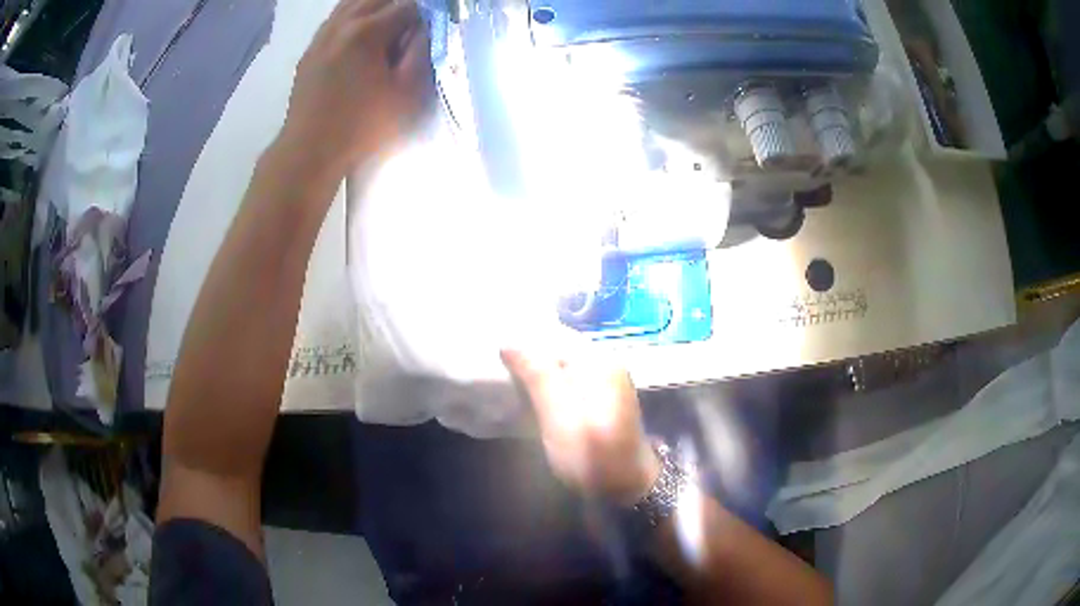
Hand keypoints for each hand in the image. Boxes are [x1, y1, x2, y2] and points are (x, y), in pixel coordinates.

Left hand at [281, 0, 431, 177]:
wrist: (310, 149)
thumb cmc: (362, 126)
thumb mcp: (406, 93)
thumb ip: (422, 51)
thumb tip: (428, 27)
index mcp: (367, 31)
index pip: (408, 6)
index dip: (428, 13)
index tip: (436, 25)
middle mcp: (342, 24)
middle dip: (402, 5)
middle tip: (415, 24)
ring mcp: (322, 35)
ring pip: (354, 2)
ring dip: (378, 6)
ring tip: (392, 24)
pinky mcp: (311, 49)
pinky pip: (336, 17)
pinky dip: (356, 15)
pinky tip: (363, 30)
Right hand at [501, 348, 659, 505]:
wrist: (626, 488)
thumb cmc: (592, 455)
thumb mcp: (560, 417)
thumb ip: (538, 376)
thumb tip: (509, 340)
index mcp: (599, 360)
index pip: (553, 333)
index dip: (523, 339)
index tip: (494, 351)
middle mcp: (606, 362)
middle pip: (558, 347)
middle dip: (529, 355)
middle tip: (496, 367)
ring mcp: (607, 380)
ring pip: (562, 364)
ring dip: (537, 370)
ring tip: (508, 379)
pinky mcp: (601, 398)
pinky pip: (570, 379)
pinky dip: (550, 384)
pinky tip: (532, 395)